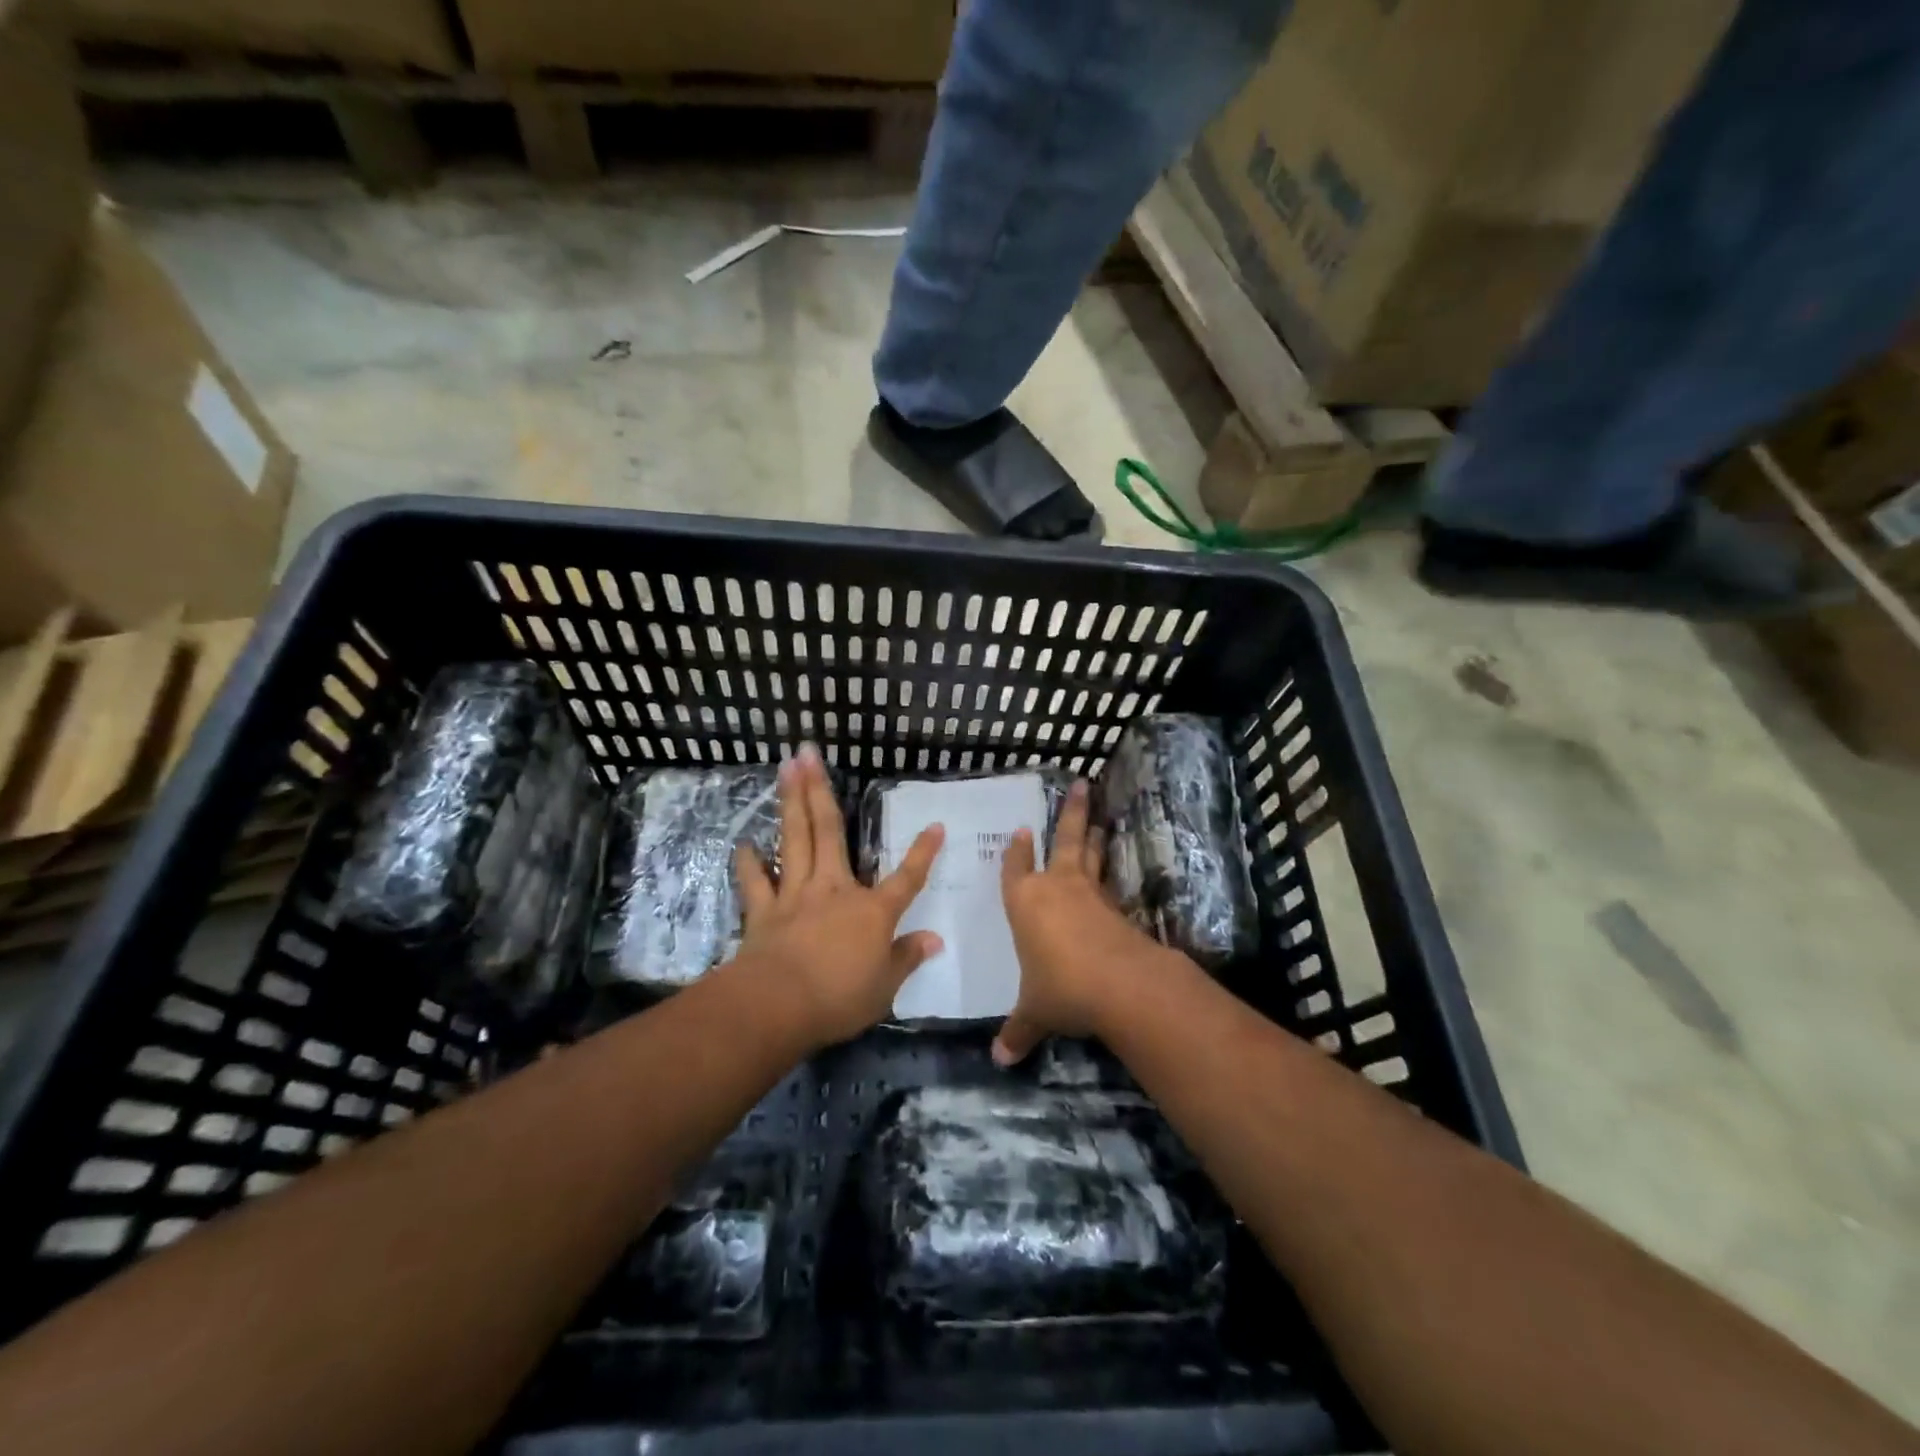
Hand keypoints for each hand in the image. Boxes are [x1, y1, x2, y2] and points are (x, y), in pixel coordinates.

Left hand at [733, 744, 943, 1048]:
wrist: (778, 1004)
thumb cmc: (839, 997)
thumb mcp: (884, 987)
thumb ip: (907, 958)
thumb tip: (935, 941)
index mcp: (872, 910)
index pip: (907, 878)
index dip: (924, 853)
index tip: (935, 825)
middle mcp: (834, 890)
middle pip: (830, 832)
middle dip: (822, 790)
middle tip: (809, 753)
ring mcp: (795, 895)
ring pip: (794, 839)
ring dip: (790, 802)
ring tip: (786, 769)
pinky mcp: (764, 910)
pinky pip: (755, 879)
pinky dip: (749, 861)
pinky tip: (744, 843)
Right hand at [994, 779, 1166, 1065]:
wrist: (1120, 985)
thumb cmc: (1061, 988)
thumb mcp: (1035, 1012)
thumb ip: (1018, 1031)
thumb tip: (1000, 1061)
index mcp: (1026, 902)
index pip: (1016, 868)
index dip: (1017, 851)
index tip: (1021, 830)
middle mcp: (1057, 888)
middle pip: (1064, 841)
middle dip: (1071, 813)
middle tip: (1081, 784)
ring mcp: (1091, 894)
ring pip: (1091, 854)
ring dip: (1094, 833)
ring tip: (1098, 814)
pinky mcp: (1117, 908)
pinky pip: (1109, 883)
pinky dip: (1109, 873)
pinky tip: (1111, 876)